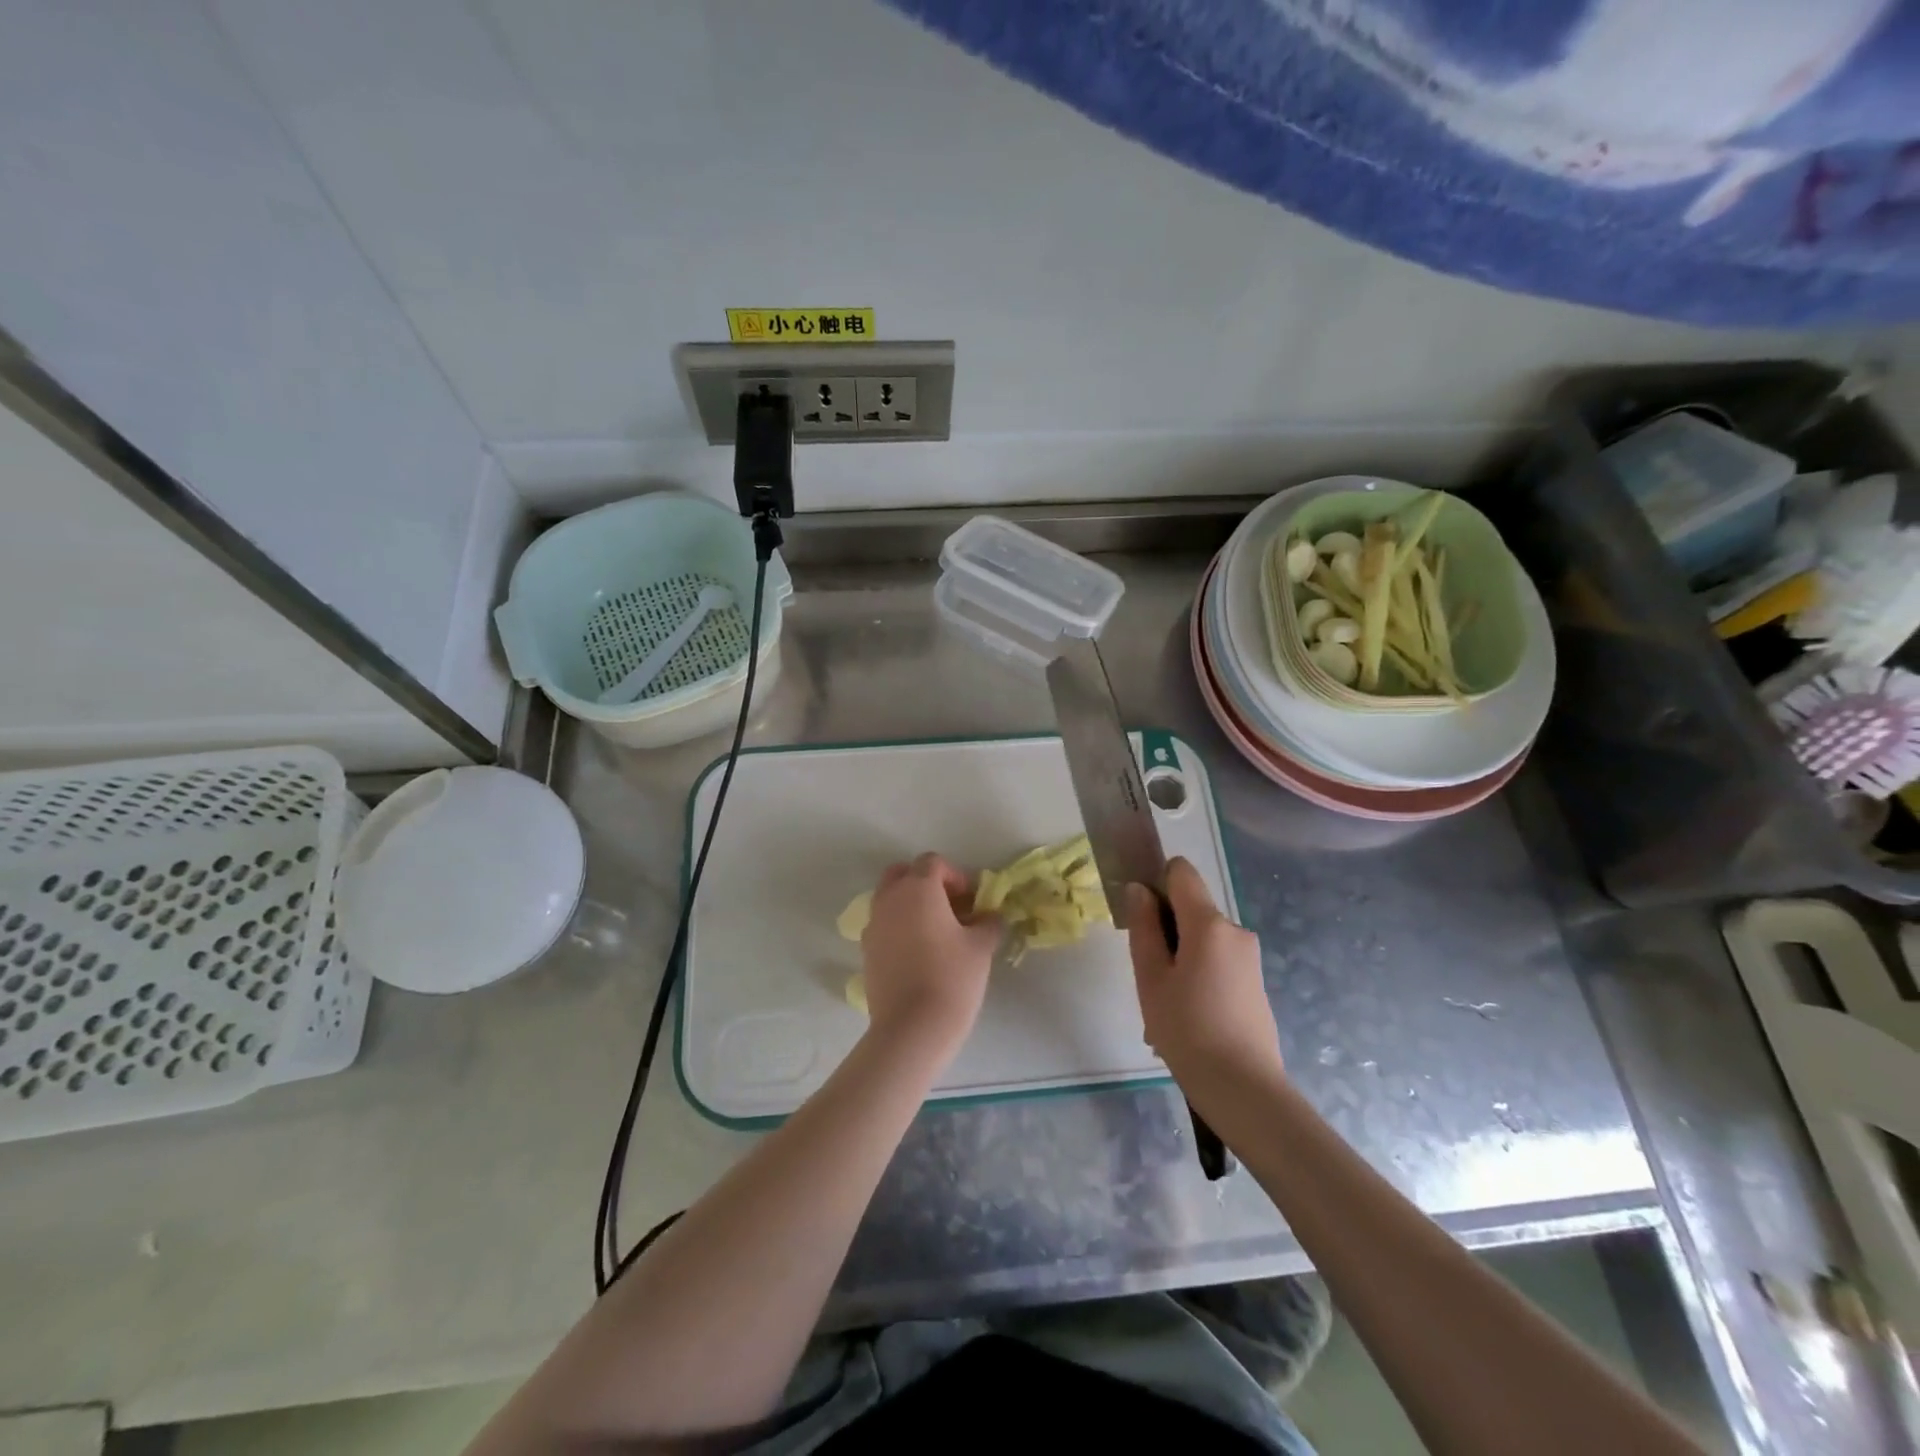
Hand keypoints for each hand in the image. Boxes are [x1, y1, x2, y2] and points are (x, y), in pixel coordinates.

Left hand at [860, 854, 999, 1057]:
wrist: (912, 1027)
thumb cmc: (952, 977)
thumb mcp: (980, 947)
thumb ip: (988, 923)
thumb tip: (990, 916)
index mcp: (918, 888)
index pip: (932, 862)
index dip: (955, 876)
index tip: (971, 900)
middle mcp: (890, 899)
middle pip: (902, 874)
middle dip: (925, 883)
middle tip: (949, 907)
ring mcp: (873, 925)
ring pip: (889, 899)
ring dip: (910, 905)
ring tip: (935, 933)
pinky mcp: (866, 951)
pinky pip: (883, 925)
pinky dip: (898, 928)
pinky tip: (918, 954)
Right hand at [1126, 858, 1282, 1085]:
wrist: (1244, 1090)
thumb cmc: (1187, 1030)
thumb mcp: (1151, 978)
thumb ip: (1143, 927)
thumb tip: (1139, 889)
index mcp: (1209, 924)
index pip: (1181, 872)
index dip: (1157, 882)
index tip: (1140, 915)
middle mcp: (1235, 931)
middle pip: (1191, 909)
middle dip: (1165, 931)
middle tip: (1148, 976)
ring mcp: (1249, 958)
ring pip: (1202, 940)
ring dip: (1179, 960)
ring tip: (1164, 1007)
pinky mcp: (1254, 983)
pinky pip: (1217, 963)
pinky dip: (1197, 977)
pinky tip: (1186, 1019)